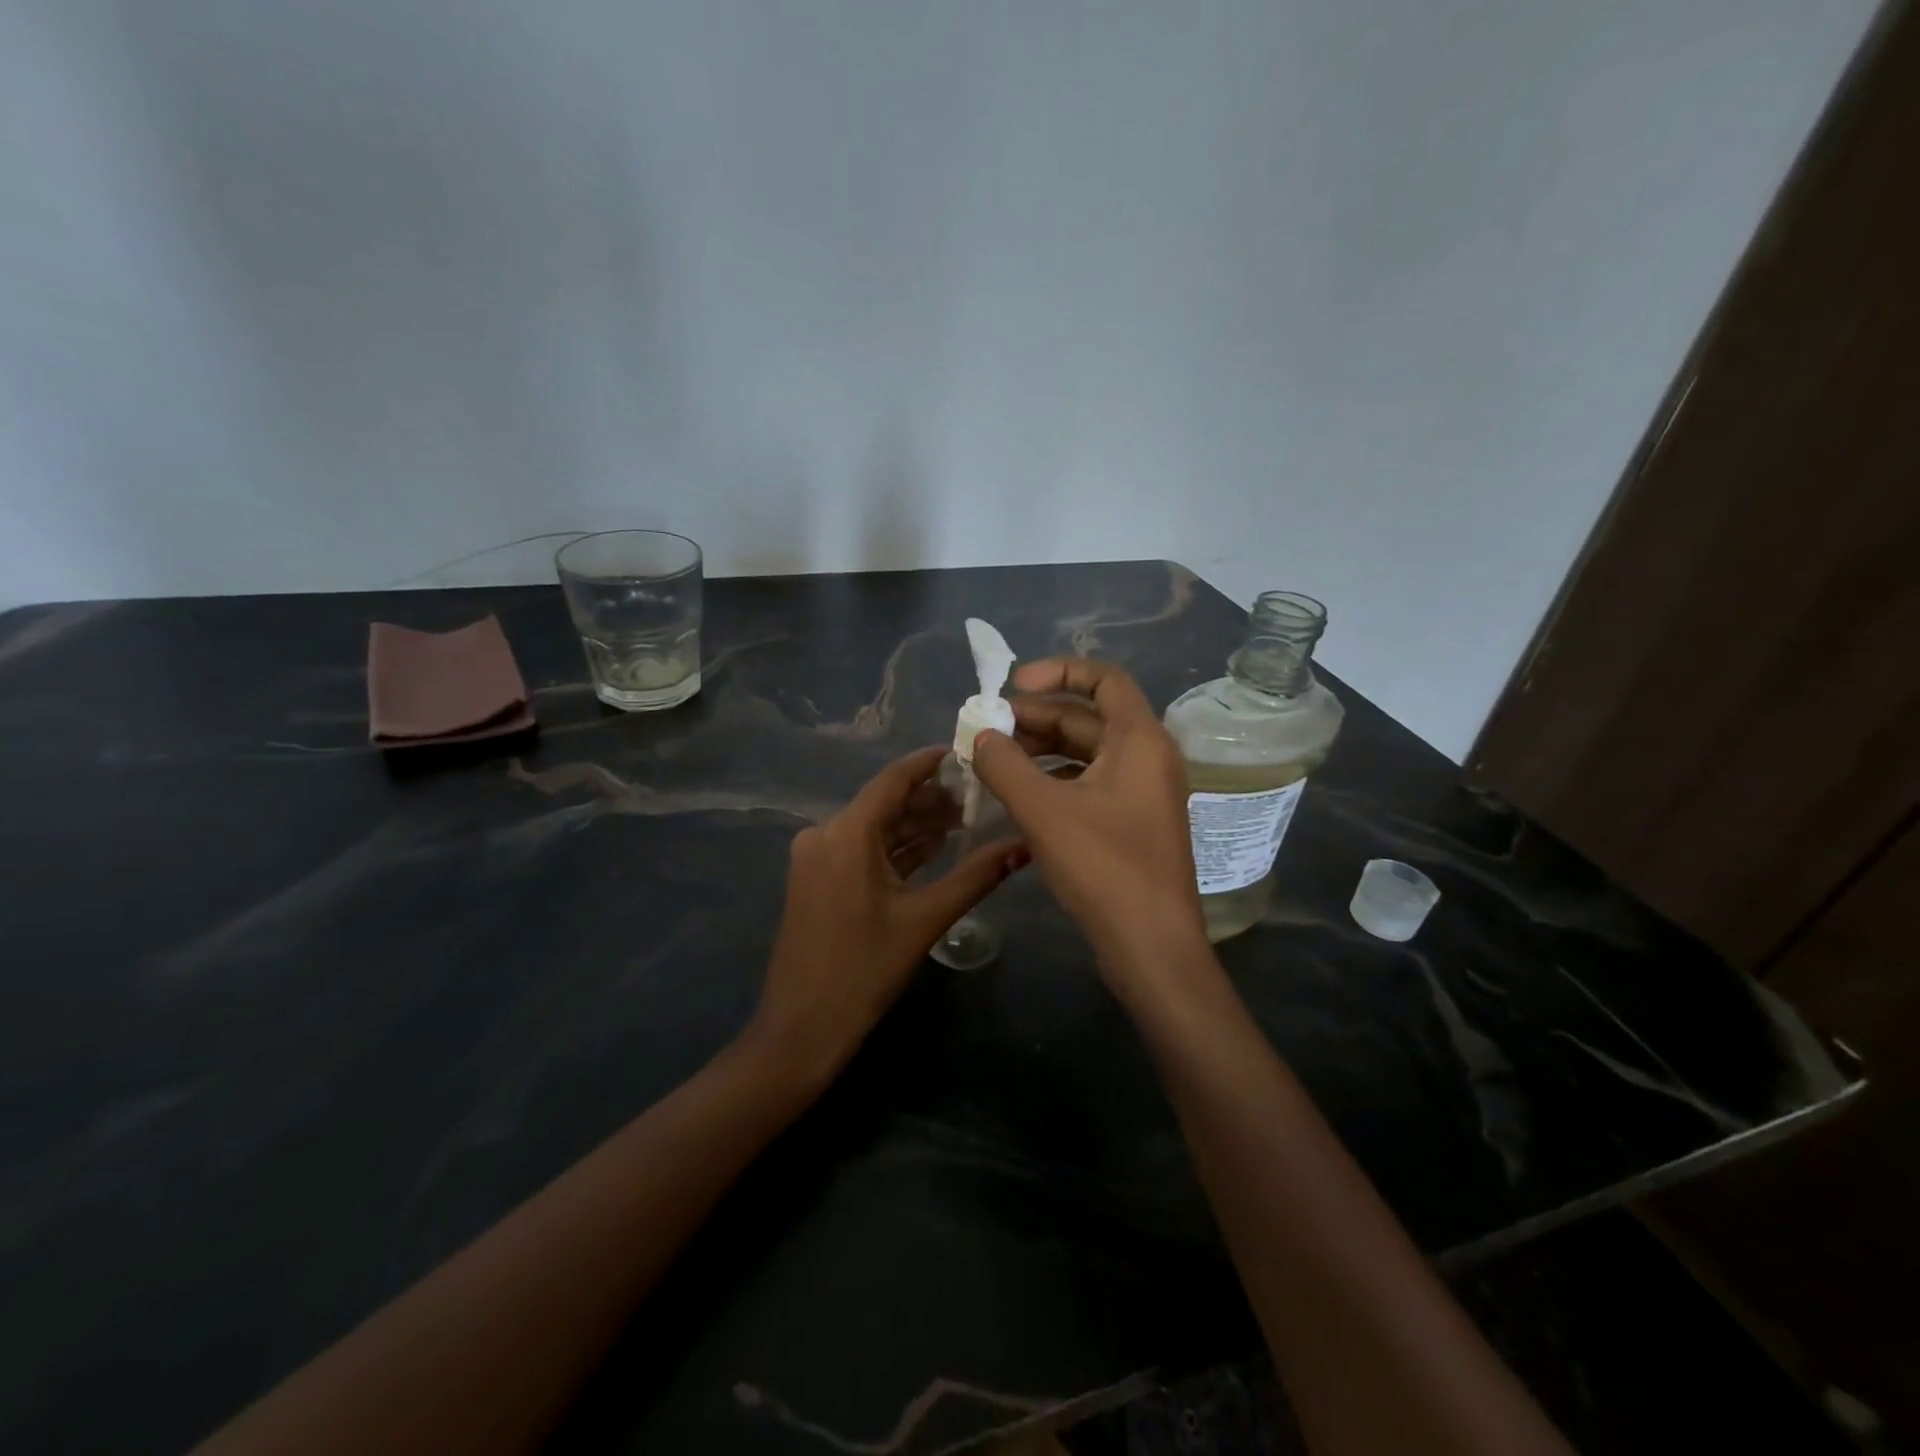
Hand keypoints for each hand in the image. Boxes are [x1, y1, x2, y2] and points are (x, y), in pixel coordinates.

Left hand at [748, 745, 1027, 1083]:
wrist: (801, 1030)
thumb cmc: (863, 971)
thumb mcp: (925, 920)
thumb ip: (976, 876)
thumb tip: (1025, 845)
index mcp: (846, 833)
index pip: (894, 779)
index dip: (930, 762)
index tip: (967, 752)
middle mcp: (825, 834)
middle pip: (885, 803)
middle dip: (931, 798)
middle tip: (979, 793)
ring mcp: (817, 858)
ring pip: (875, 828)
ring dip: (916, 825)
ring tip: (966, 818)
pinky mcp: (817, 880)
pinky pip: (862, 851)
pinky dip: (896, 849)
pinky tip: (934, 847)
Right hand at [971, 659, 1206, 973]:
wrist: (1151, 947)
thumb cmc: (1104, 868)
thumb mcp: (1043, 810)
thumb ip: (1005, 764)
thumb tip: (981, 735)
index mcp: (1139, 740)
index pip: (1103, 678)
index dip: (1058, 671)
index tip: (1013, 685)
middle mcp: (1147, 758)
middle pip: (1088, 717)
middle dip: (1035, 718)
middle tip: (988, 731)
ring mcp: (1142, 793)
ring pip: (1085, 754)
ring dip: (1040, 751)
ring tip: (994, 762)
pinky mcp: (1131, 824)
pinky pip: (1089, 784)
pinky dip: (1053, 781)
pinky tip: (1019, 796)